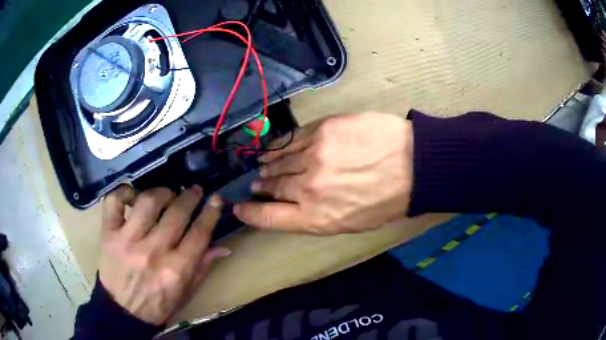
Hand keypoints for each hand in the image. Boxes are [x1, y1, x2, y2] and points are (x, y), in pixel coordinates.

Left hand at [98, 185, 229, 324]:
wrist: (123, 312)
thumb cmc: (158, 305)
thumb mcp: (186, 293)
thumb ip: (203, 268)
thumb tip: (223, 246)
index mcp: (177, 270)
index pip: (199, 233)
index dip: (210, 212)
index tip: (216, 198)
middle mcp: (153, 252)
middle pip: (176, 213)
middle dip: (190, 197)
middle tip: (194, 191)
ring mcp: (128, 241)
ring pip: (148, 202)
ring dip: (162, 193)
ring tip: (166, 195)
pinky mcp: (108, 234)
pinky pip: (114, 201)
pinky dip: (124, 192)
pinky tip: (133, 196)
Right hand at [234, 112, 413, 234]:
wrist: (414, 166)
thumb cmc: (386, 202)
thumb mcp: (351, 223)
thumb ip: (317, 217)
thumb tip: (293, 206)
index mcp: (315, 218)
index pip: (268, 218)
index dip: (249, 214)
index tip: (239, 209)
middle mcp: (307, 189)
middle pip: (272, 187)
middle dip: (261, 187)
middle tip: (256, 185)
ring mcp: (313, 156)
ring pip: (279, 162)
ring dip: (268, 166)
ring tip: (262, 167)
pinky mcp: (322, 130)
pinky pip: (292, 140)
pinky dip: (279, 146)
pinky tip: (274, 148)